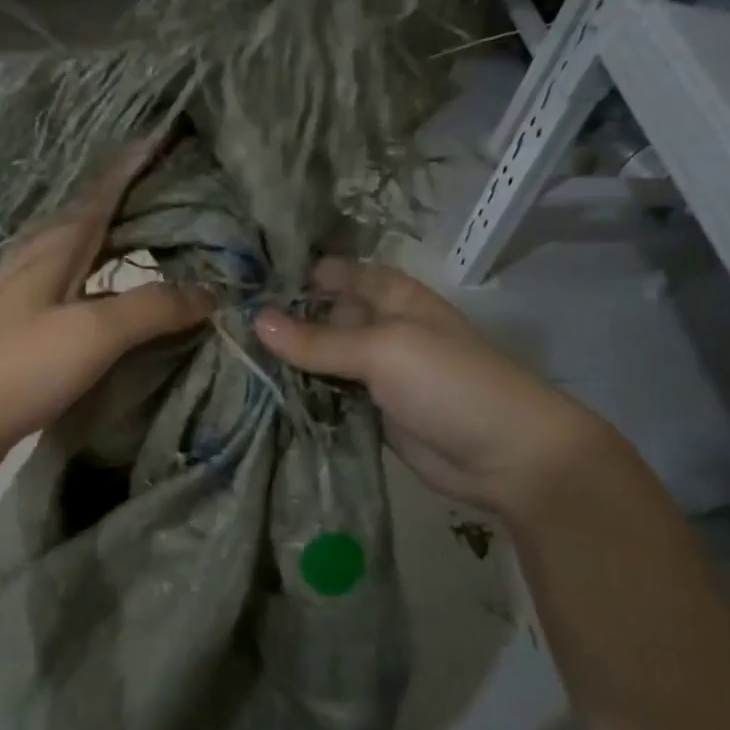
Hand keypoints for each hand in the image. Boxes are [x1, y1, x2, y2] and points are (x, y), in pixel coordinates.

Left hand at [0, 139, 212, 484]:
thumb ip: (151, 309)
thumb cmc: (17, 366)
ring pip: (80, 257)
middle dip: (132, 201)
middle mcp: (37, 261)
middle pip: (90, 219)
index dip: (135, 162)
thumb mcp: (92, 332)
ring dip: (117, 245)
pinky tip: (117, 303)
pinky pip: (74, 294)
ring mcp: (25, 298)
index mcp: (53, 246)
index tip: (168, 135)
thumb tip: (209, 292)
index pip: (102, 189)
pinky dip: (104, 289)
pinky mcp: (22, 333)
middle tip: (180, 193)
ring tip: (157, 242)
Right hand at [255, 259, 618, 517]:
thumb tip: (256, 321)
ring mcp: (376, 378)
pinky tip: (259, 401)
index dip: (305, 273)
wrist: (506, 457)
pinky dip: (300, 401)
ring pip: (322, 364)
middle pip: (326, 320)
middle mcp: (382, 333)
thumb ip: (320, 340)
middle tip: (224, 325)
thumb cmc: (451, 384)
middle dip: (285, 322)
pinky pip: (328, 402)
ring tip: (229, 362)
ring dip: (287, 366)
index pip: (344, 275)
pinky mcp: (369, 417)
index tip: (252, 277)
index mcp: (395, 301)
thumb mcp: (385, 351)